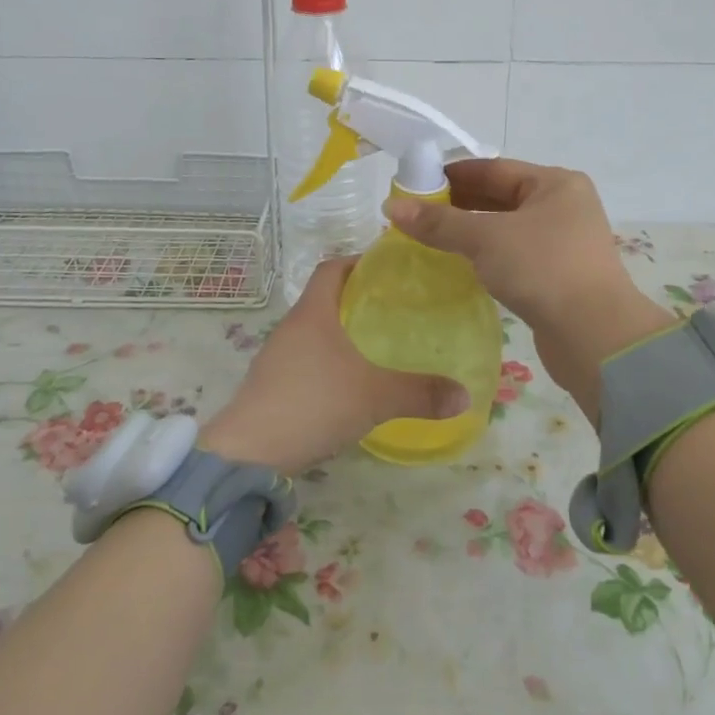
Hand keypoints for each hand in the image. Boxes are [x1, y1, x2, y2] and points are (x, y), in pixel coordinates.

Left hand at [199, 257, 469, 472]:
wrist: (249, 452)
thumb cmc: (313, 403)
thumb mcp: (375, 397)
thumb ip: (420, 393)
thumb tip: (465, 396)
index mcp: (313, 312)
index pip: (332, 268)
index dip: (357, 262)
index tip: (387, 270)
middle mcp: (292, 326)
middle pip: (324, 297)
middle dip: (356, 298)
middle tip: (393, 309)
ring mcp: (277, 356)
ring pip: (313, 330)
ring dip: (341, 332)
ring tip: (376, 345)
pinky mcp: (271, 384)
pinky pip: (304, 358)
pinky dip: (327, 360)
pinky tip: (348, 382)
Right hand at [383, 159, 672, 423]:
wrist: (595, 337)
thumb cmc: (543, 269)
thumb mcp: (486, 238)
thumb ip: (439, 222)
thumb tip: (392, 207)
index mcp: (556, 183)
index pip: (494, 168)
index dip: (452, 175)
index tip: (415, 184)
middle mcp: (564, 206)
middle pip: (501, 196)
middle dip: (458, 204)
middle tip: (415, 213)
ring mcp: (564, 242)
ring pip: (506, 228)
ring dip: (470, 232)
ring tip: (428, 238)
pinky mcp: (558, 275)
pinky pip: (514, 254)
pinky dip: (486, 255)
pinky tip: (458, 264)